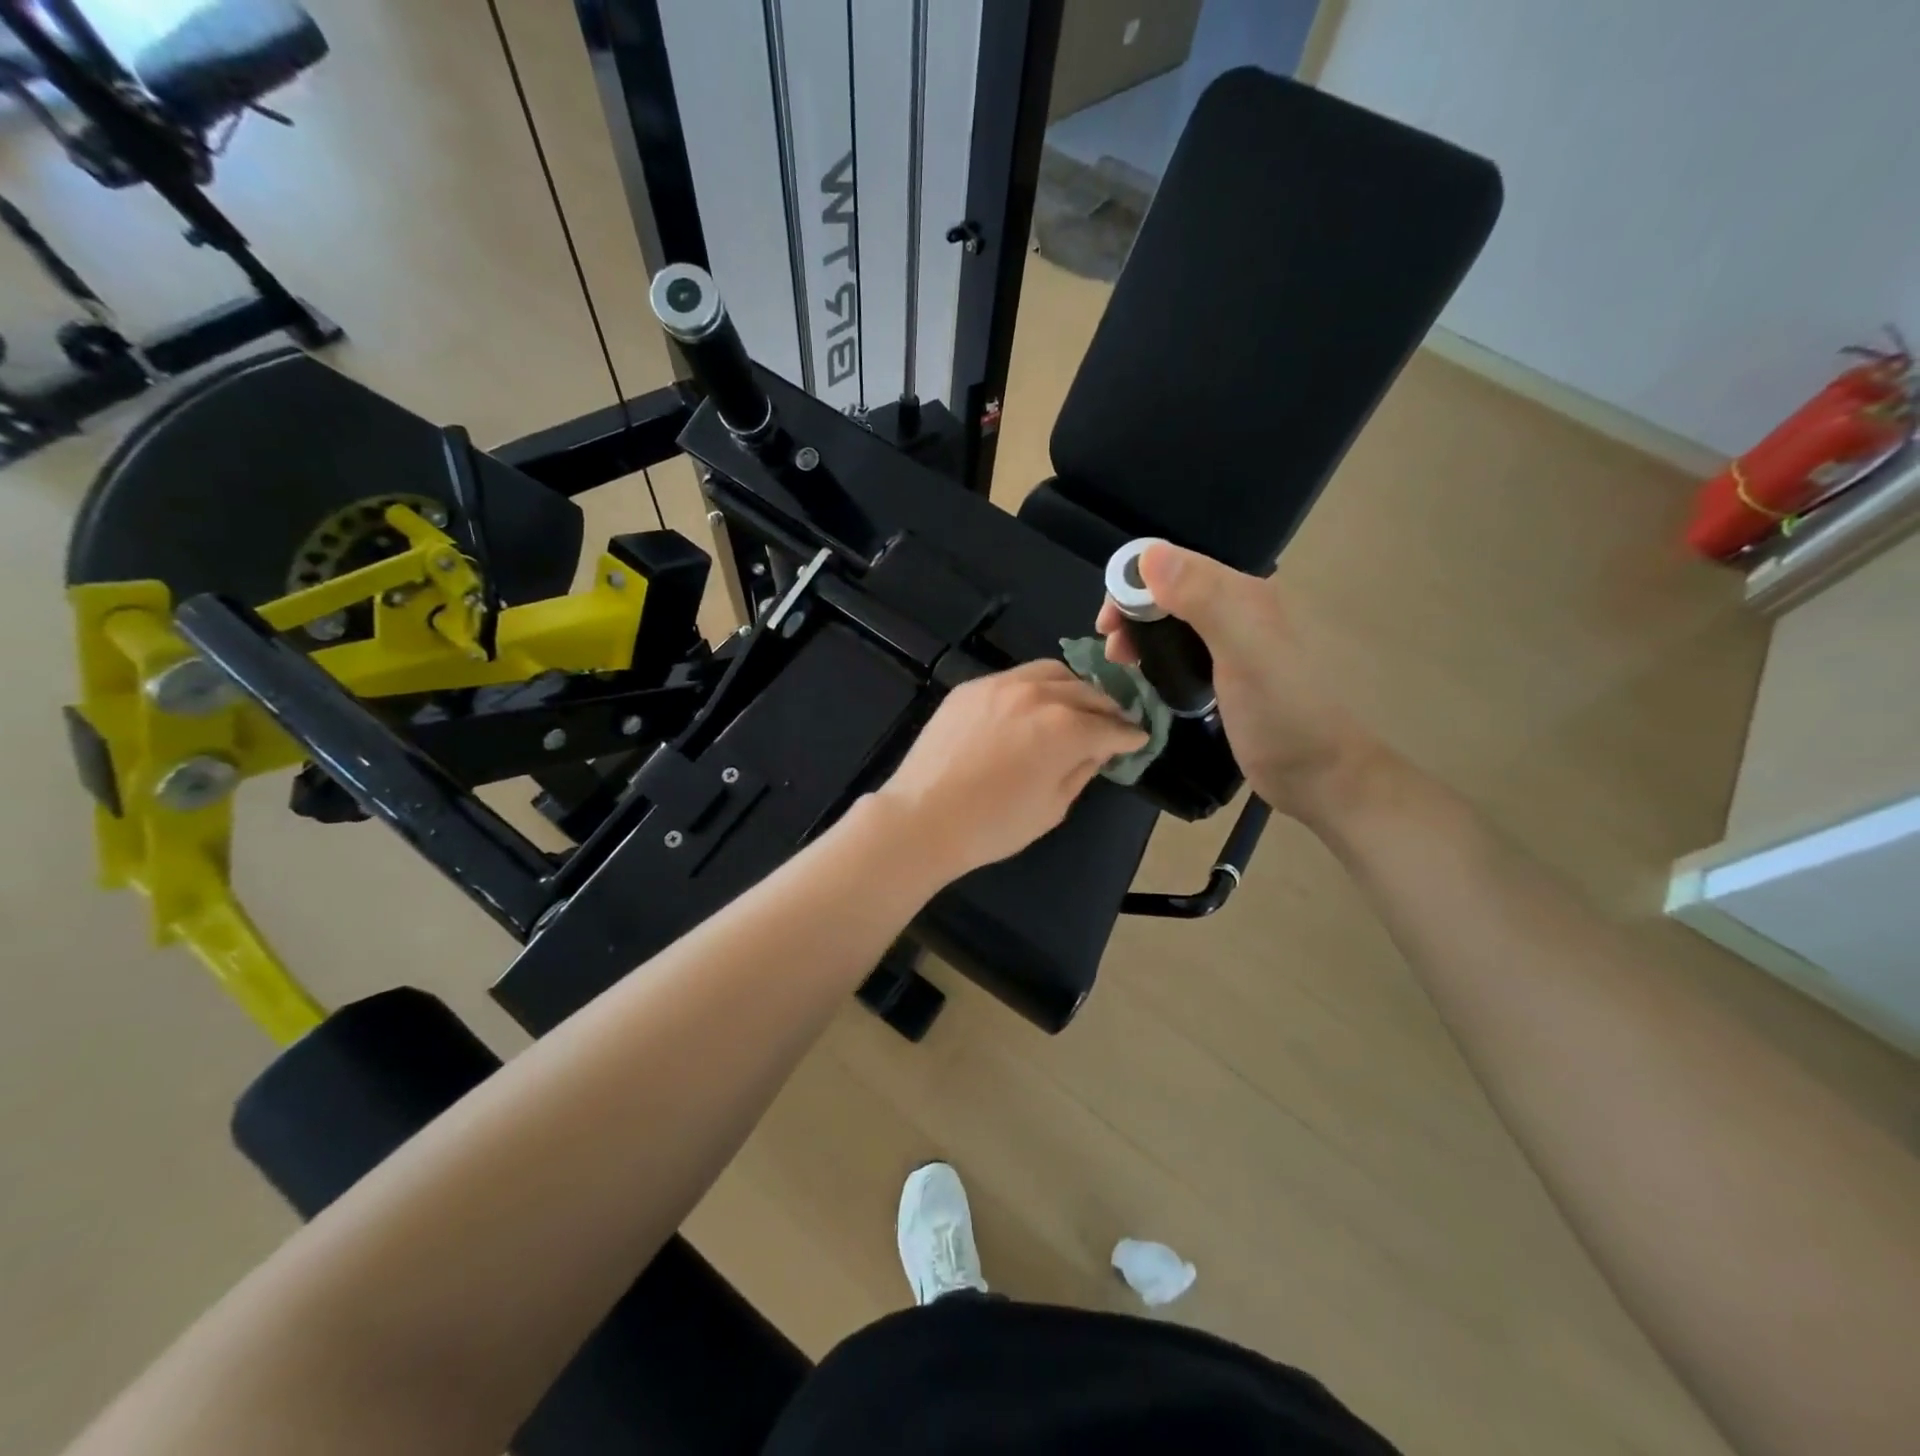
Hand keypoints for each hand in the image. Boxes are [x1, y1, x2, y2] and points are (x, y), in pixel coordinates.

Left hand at [872, 660, 1147, 882]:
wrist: (922, 818)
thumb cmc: (993, 825)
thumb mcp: (1052, 807)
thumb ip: (1081, 770)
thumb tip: (1098, 749)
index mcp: (1065, 727)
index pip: (1111, 727)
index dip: (1130, 735)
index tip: (1139, 739)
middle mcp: (1038, 694)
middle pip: (1086, 692)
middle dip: (1107, 708)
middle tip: (1114, 723)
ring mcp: (1000, 685)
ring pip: (1051, 673)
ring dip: (1073, 688)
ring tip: (1077, 705)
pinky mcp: (971, 687)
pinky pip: (1015, 677)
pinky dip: (1036, 686)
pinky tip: (1034, 704)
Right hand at [1096, 542, 1375, 819]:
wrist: (1317, 774)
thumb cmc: (1281, 712)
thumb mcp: (1244, 651)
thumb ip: (1203, 600)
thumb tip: (1149, 555)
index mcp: (1245, 594)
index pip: (1176, 565)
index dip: (1133, 584)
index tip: (1107, 623)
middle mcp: (1239, 610)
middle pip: (1171, 591)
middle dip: (1133, 611)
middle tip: (1111, 649)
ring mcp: (1233, 644)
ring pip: (1174, 621)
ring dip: (1141, 633)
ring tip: (1120, 663)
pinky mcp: (1225, 676)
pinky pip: (1181, 650)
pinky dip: (1156, 655)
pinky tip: (1145, 675)